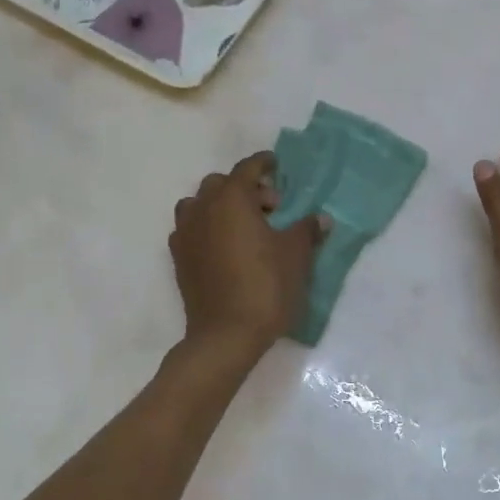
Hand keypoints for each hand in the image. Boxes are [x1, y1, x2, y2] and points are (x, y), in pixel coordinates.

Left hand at [170, 152, 323, 355]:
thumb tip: (320, 219)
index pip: (246, 169)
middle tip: (269, 209)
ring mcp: (185, 235)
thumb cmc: (266, 286)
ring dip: (219, 206)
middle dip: (244, 188)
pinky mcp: (179, 259)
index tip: (275, 165)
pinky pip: (190, 229)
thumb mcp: (296, 255)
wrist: (226, 335)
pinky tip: (225, 247)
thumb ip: (306, 230)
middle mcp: (203, 210)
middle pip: (219, 184)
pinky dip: (206, 228)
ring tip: (243, 226)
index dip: (263, 163)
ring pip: (198, 205)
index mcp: (231, 200)